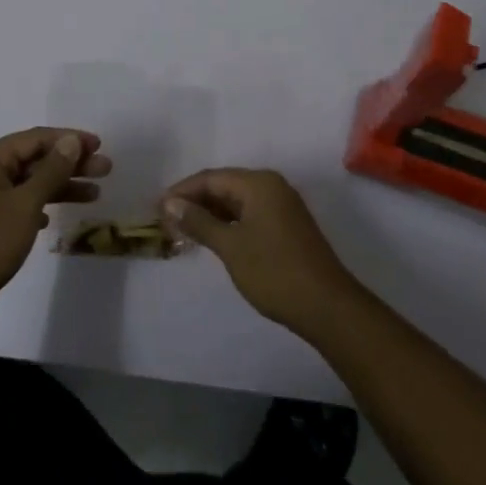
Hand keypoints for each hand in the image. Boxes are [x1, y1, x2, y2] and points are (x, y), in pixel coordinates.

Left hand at [0, 128, 110, 338]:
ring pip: (29, 182)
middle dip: (70, 163)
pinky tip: (54, 218)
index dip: (70, 140)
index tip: (99, 146)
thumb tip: (71, 141)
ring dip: (60, 186)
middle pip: (34, 159)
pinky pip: (19, 203)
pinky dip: (40, 205)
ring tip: (94, 194)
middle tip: (105, 170)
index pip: (36, 138)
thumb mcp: (25, 205)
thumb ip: (51, 171)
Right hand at [162, 168, 359, 331]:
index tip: (158, 208)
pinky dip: (229, 223)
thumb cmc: (274, 272)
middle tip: (167, 220)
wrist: (327, 307)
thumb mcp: (231, 247)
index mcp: (258, 183)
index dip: (183, 191)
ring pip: (237, 201)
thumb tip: (171, 203)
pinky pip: (249, 214)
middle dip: (195, 202)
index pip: (212, 178)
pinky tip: (213, 238)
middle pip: (224, 186)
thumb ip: (200, 222)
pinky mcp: (287, 226)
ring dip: (211, 214)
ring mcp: (282, 206)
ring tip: (184, 230)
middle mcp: (271, 186)